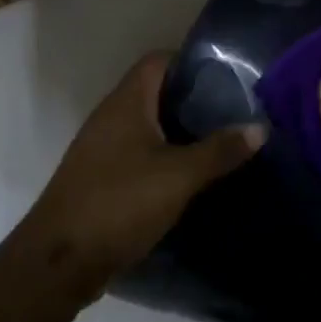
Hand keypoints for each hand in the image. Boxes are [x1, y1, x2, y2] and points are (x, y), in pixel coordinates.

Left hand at [24, 52, 263, 300]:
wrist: (60, 261)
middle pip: (155, 93)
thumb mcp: (179, 176)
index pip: (158, 61)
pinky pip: (139, 154)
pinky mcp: (102, 178)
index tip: (228, 75)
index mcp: (125, 103)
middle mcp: (110, 117)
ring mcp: (102, 149)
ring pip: (148, 126)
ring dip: (180, 131)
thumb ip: (220, 150)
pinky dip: (165, 157)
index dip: (191, 61)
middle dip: (193, 99)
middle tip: (234, 110)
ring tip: (221, 140)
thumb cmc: (120, 203)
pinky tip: (192, 174)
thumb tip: (260, 127)